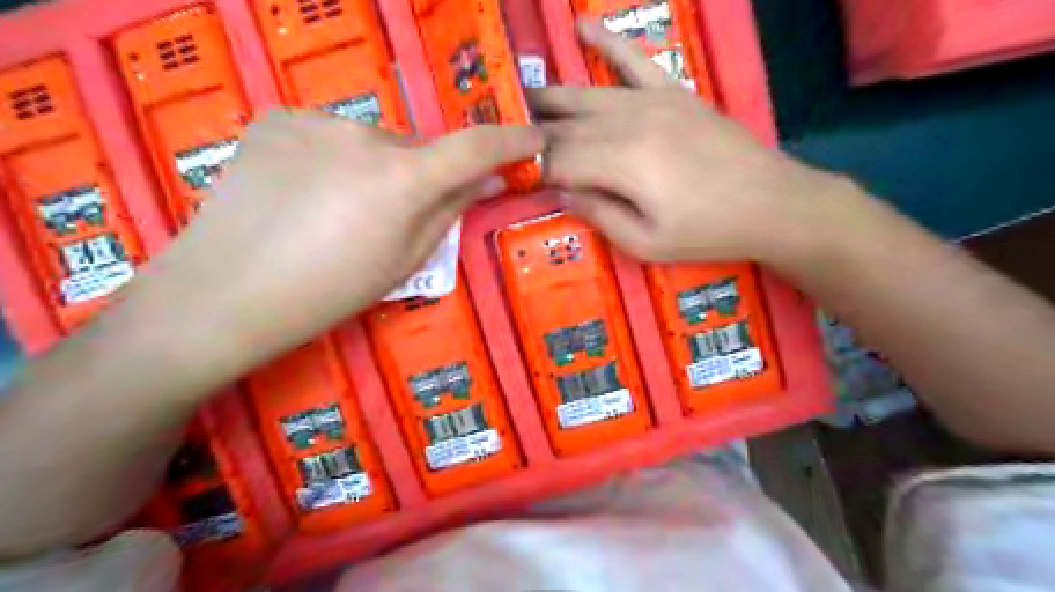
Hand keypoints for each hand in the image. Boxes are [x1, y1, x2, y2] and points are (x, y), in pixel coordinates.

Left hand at [121, 109, 543, 371]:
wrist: (224, 293)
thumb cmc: (329, 291)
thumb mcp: (405, 262)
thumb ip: (450, 212)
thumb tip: (485, 180)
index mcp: (403, 178)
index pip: (476, 147)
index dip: (512, 141)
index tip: (534, 139)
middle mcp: (366, 135)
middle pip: (416, 149)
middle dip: (421, 176)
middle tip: (395, 216)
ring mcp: (316, 120)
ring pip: (372, 142)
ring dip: (375, 168)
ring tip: (339, 210)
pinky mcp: (277, 118)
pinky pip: (330, 136)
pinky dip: (334, 159)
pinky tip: (304, 193)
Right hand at [532, 21, 846, 262]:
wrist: (772, 203)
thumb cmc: (707, 232)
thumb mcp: (645, 243)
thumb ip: (598, 215)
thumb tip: (561, 193)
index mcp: (621, 163)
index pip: (559, 160)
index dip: (535, 170)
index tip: (518, 180)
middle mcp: (629, 122)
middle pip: (567, 126)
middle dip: (535, 136)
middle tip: (510, 145)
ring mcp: (653, 100)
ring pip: (587, 93)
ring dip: (551, 98)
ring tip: (523, 100)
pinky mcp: (673, 92)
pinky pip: (634, 59)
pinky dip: (606, 42)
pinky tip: (580, 26)